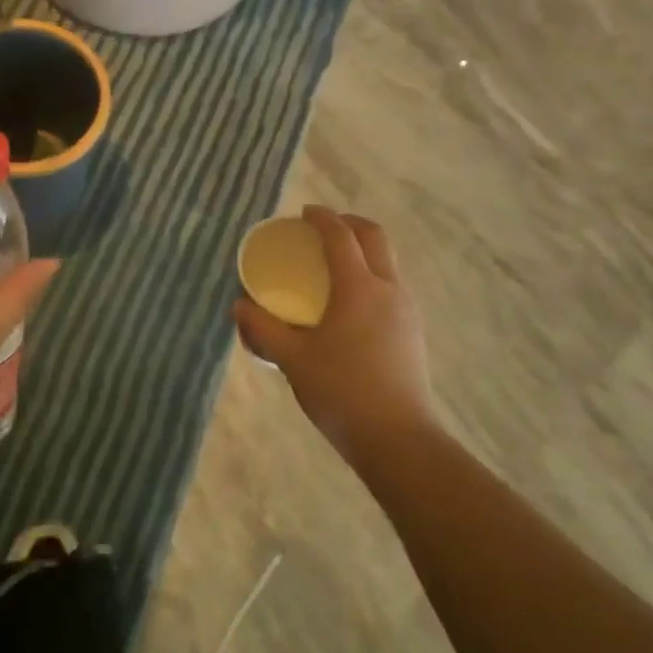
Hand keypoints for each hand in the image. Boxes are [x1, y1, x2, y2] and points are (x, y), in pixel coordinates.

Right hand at [234, 207, 436, 463]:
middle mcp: (388, 290)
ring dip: (363, 250)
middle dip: (349, 224)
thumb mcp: (292, 359)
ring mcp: (406, 311)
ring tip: (335, 265)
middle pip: (374, 238)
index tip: (305, 212)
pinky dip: (371, 276)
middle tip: (323, 229)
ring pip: (387, 263)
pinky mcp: (413, 332)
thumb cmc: (341, 392)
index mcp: (358, 288)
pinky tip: (351, 305)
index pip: (341, 237)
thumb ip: (263, 329)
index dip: (323, 218)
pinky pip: (392, 287)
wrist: (398, 439)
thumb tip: (239, 307)